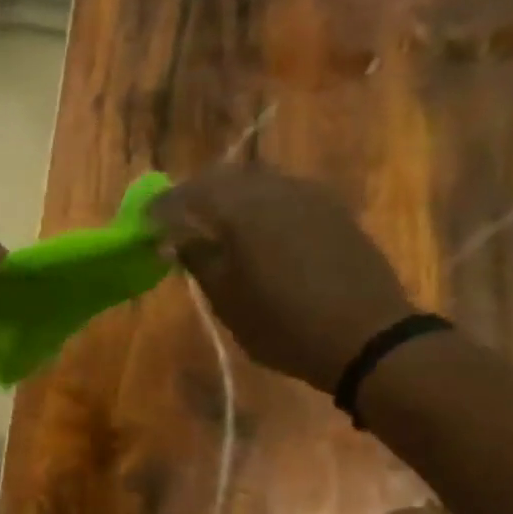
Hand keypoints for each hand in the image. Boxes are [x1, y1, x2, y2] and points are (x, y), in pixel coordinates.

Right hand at [149, 164, 417, 392]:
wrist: (367, 335)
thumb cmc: (284, 325)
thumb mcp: (228, 301)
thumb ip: (199, 260)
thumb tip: (177, 238)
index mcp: (239, 208)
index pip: (185, 196)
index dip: (161, 210)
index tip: (145, 226)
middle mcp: (272, 188)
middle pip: (222, 178)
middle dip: (194, 197)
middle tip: (178, 223)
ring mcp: (307, 193)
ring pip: (255, 181)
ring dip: (229, 198)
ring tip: (217, 228)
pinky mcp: (332, 208)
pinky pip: (283, 193)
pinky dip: (260, 205)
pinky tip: (258, 232)